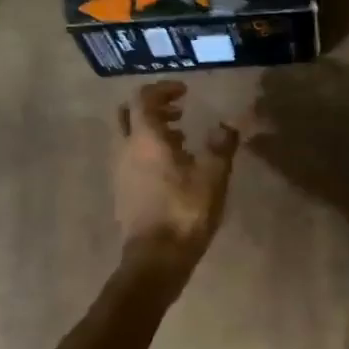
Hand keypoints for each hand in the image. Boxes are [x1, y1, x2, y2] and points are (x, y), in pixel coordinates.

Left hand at [113, 81, 240, 270]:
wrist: (156, 258)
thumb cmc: (185, 211)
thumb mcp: (213, 176)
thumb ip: (222, 146)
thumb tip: (229, 124)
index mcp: (145, 139)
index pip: (143, 99)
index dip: (162, 90)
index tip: (184, 91)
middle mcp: (125, 150)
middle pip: (126, 115)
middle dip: (151, 108)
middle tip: (177, 111)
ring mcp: (119, 173)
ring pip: (127, 138)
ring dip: (150, 131)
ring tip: (180, 139)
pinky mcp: (121, 192)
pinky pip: (129, 159)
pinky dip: (146, 151)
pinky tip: (171, 168)